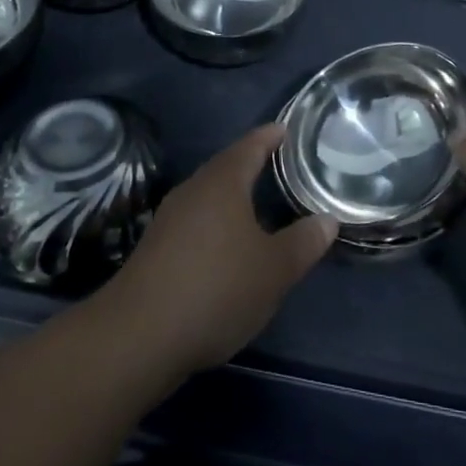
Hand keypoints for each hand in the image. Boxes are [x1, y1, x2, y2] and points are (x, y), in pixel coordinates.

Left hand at [106, 124, 336, 374]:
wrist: (138, 336)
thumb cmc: (216, 289)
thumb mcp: (273, 270)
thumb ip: (303, 243)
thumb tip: (327, 220)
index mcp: (223, 182)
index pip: (250, 146)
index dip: (270, 136)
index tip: (285, 129)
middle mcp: (194, 190)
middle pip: (225, 166)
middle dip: (250, 163)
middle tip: (277, 162)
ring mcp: (170, 218)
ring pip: (208, 194)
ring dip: (231, 194)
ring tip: (256, 201)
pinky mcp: (156, 248)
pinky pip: (194, 219)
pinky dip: (215, 221)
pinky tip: (224, 243)